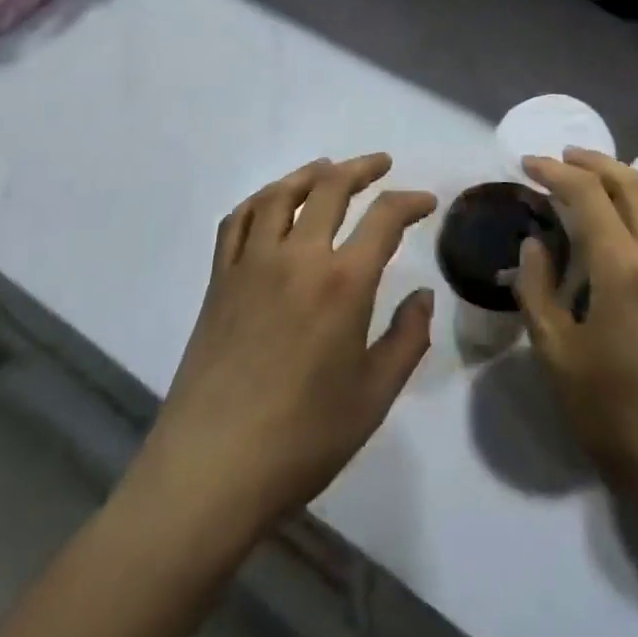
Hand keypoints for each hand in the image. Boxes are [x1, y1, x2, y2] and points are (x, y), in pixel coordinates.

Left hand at [133, 155, 434, 540]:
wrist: (210, 471)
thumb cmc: (302, 439)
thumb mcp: (375, 396)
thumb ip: (408, 339)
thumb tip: (423, 296)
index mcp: (343, 282)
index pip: (385, 217)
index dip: (411, 201)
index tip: (427, 202)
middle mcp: (297, 256)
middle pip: (332, 188)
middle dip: (362, 169)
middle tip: (381, 165)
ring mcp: (252, 263)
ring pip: (282, 194)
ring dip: (311, 173)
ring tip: (328, 169)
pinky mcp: (219, 280)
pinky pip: (240, 220)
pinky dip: (262, 199)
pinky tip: (273, 203)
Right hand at [514, 150, 637, 507]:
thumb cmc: (614, 416)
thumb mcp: (556, 355)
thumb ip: (537, 289)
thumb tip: (535, 242)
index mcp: (624, 268)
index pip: (588, 194)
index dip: (556, 172)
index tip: (529, 164)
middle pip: (631, 183)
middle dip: (593, 162)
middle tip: (561, 159)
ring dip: (625, 180)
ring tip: (594, 182)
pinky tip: (633, 222)